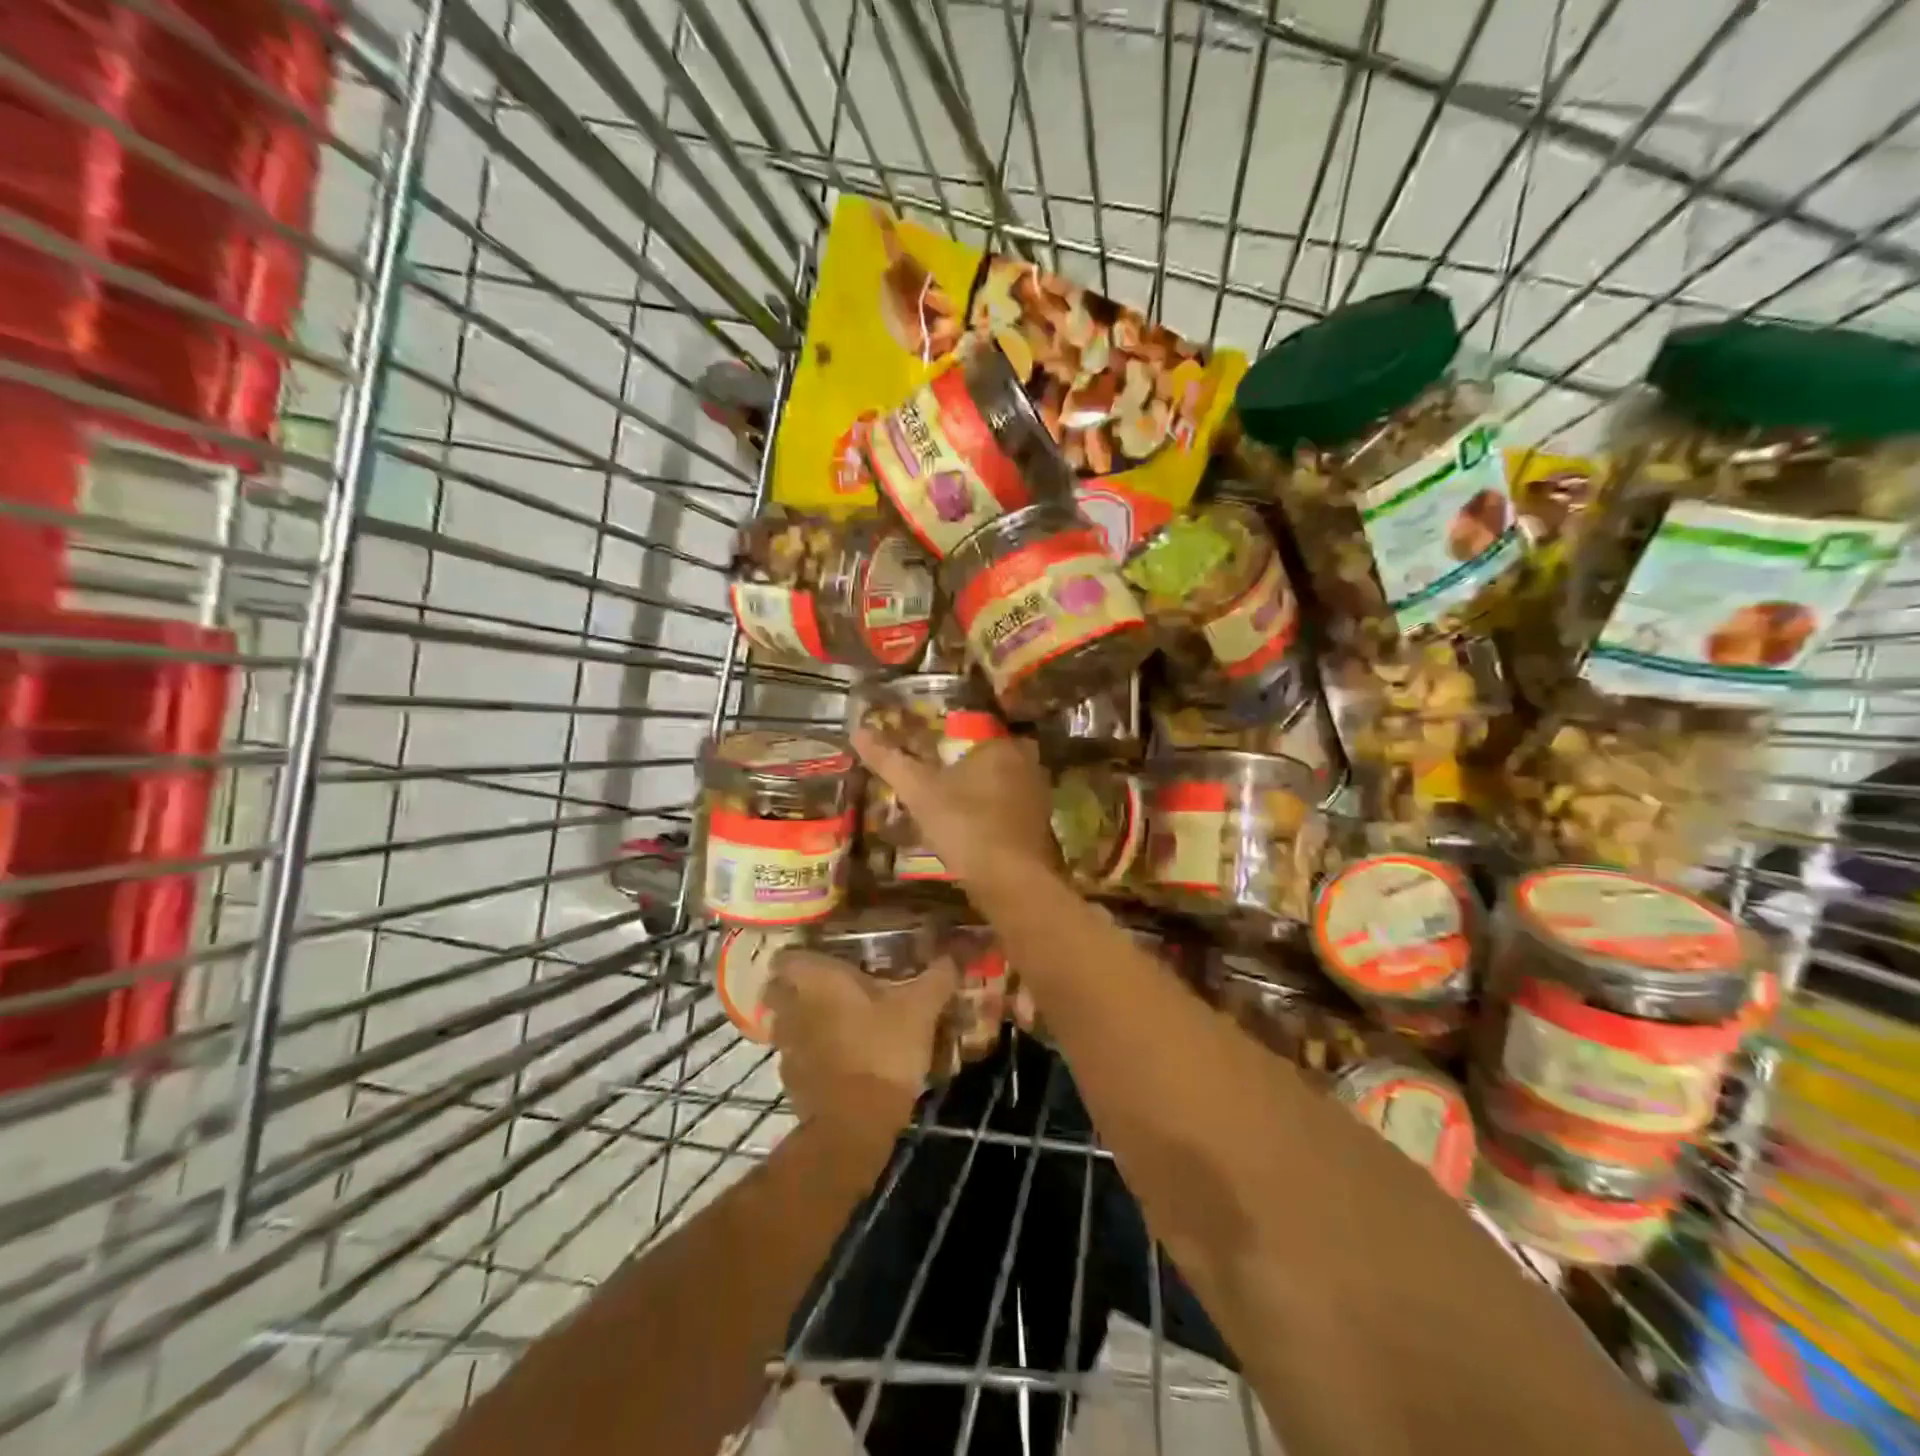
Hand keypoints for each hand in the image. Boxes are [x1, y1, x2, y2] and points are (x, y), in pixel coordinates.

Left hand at [766, 949, 958, 1144]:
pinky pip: (798, 1056)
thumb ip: (938, 977)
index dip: (800, 952)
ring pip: (787, 1023)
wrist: (855, 1125)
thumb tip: (955, 954)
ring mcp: (787, 1048)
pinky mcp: (792, 1081)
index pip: (786, 956)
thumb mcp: (920, 1010)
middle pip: (780, 989)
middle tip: (832, 984)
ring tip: (839, 1021)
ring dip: (806, 1020)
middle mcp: (792, 1008)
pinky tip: (841, 1057)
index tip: (823, 952)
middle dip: (799, 986)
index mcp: (816, 980)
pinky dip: (813, 1054)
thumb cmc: (882, 1050)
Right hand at [851, 729, 1059, 888]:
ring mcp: (1038, 796)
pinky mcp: (1039, 826)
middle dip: (963, 767)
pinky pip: (1008, 810)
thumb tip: (858, 731)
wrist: (1011, 882)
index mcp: (1002, 745)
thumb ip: (890, 760)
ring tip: (946, 806)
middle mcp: (1028, 764)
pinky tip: (969, 829)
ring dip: (977, 792)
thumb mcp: (919, 791)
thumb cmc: (965, 825)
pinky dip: (990, 815)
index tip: (927, 754)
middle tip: (934, 780)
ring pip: (1000, 784)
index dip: (947, 741)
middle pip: (988, 757)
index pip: (973, 729)